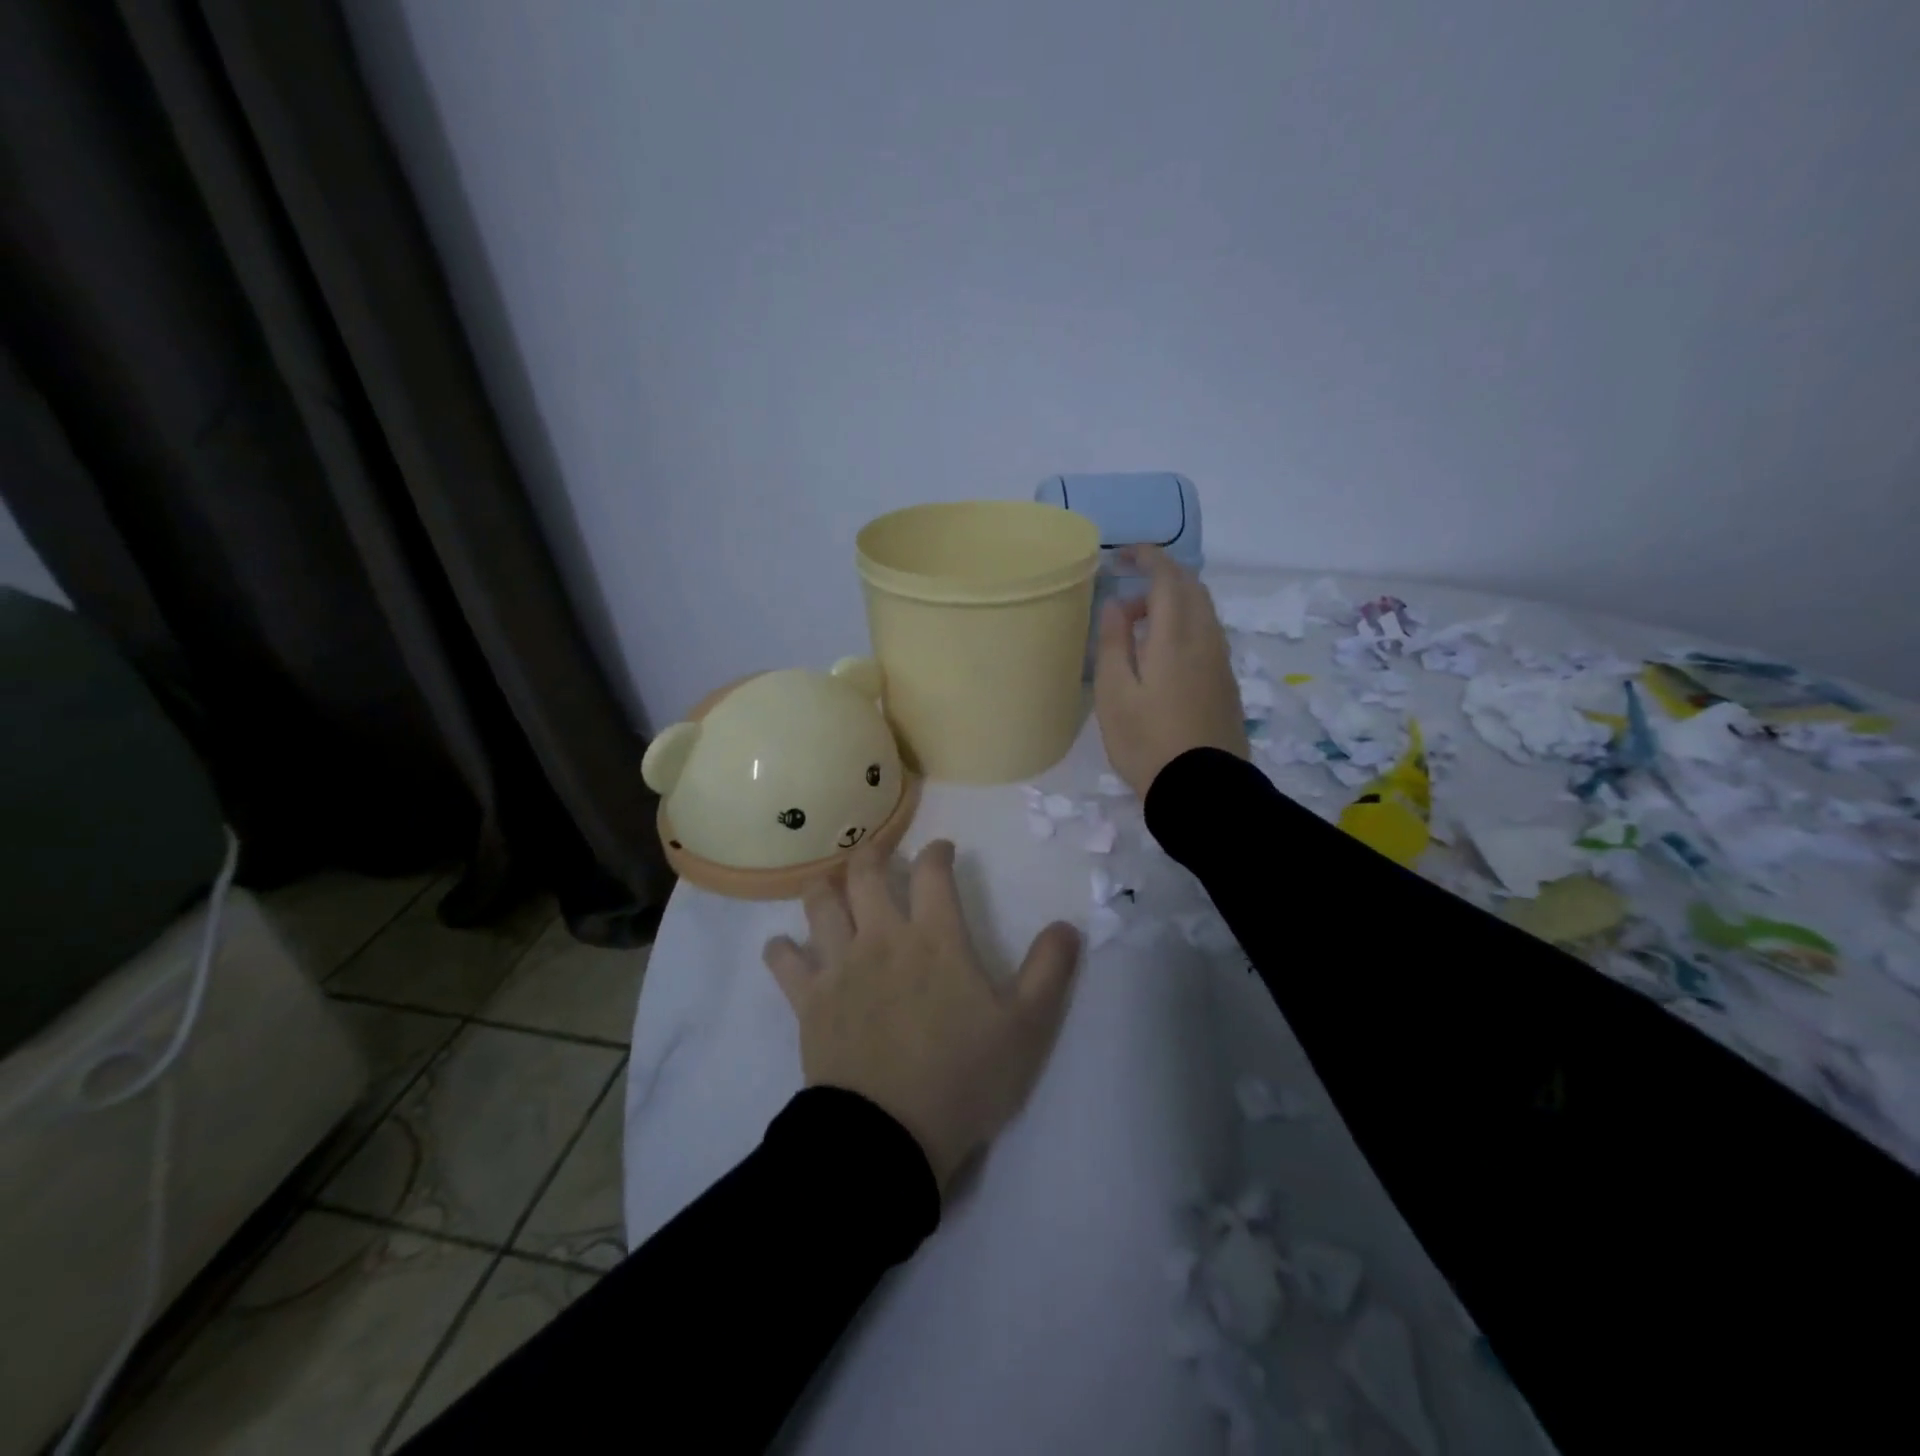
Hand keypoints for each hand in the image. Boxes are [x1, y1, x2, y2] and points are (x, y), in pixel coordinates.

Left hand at [762, 838, 1081, 1191]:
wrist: (889, 1136)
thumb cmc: (964, 1077)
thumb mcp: (1026, 1027)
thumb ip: (1049, 971)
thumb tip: (1067, 926)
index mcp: (935, 938)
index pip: (932, 872)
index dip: (938, 852)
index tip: (944, 850)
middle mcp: (882, 938)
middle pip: (865, 874)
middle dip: (871, 853)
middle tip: (878, 853)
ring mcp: (840, 967)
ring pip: (820, 905)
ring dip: (824, 887)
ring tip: (831, 885)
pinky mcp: (809, 1001)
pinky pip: (784, 962)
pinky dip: (781, 949)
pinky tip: (785, 947)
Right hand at [1093, 544, 1248, 797]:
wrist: (1202, 789)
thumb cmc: (1147, 742)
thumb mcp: (1115, 694)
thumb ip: (1113, 643)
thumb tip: (1116, 605)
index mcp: (1176, 637)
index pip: (1168, 578)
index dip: (1148, 558)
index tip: (1122, 557)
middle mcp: (1206, 640)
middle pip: (1192, 589)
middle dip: (1161, 579)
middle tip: (1126, 602)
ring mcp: (1221, 662)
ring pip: (1203, 612)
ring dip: (1173, 606)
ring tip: (1138, 633)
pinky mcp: (1227, 683)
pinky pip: (1208, 636)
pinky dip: (1185, 627)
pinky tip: (1162, 657)